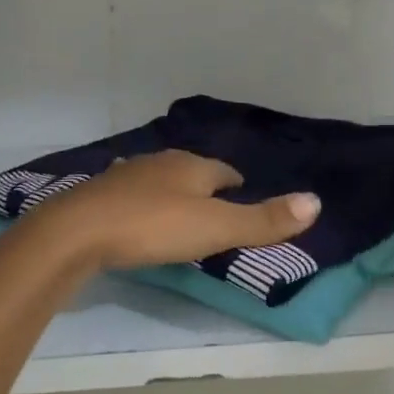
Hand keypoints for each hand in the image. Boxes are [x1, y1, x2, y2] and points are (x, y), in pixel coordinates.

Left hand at [19, 150, 320, 270]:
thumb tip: (316, 202)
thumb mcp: (215, 227)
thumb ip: (263, 220)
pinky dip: (141, 205)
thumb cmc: (153, 226)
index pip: (224, 171)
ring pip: (158, 181)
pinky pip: (130, 196)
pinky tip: (136, 218)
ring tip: (178, 216)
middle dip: (204, 188)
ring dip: (171, 194)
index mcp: (191, 165)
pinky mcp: (98, 195)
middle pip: (191, 172)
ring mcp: (125, 176)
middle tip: (214, 212)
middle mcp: (159, 162)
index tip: (241, 199)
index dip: (236, 185)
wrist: (77, 231)